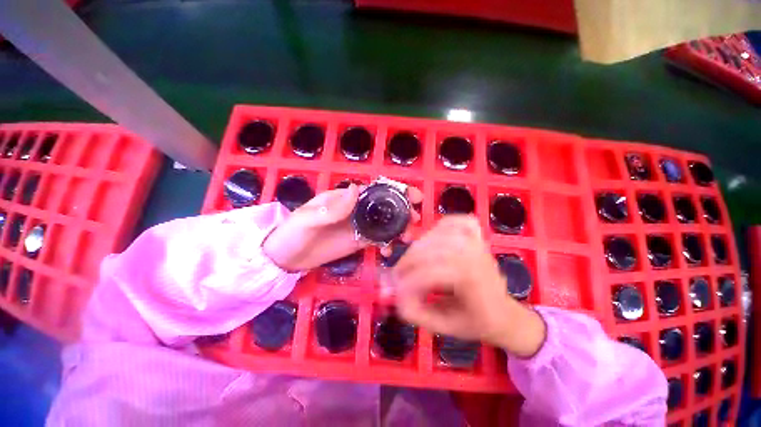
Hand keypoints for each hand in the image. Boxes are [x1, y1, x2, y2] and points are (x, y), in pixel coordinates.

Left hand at [262, 184, 421, 270]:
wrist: (285, 258)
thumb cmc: (292, 233)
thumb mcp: (307, 219)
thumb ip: (331, 208)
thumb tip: (356, 189)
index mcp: (345, 198)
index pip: (374, 190)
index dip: (394, 191)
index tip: (413, 197)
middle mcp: (356, 210)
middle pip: (385, 206)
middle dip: (403, 210)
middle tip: (415, 220)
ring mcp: (359, 226)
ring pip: (385, 223)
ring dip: (399, 228)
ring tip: (406, 239)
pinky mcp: (359, 242)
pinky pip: (378, 240)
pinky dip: (387, 244)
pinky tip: (389, 252)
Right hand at [389, 215, 545, 357]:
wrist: (503, 313)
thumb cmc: (475, 322)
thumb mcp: (445, 327)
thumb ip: (416, 313)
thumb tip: (393, 296)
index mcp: (473, 280)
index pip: (432, 273)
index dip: (408, 282)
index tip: (395, 293)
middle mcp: (476, 255)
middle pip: (432, 250)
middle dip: (408, 262)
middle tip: (396, 275)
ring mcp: (477, 241)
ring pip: (438, 234)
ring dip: (418, 246)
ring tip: (410, 261)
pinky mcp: (476, 235)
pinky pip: (454, 221)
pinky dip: (439, 226)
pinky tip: (431, 238)